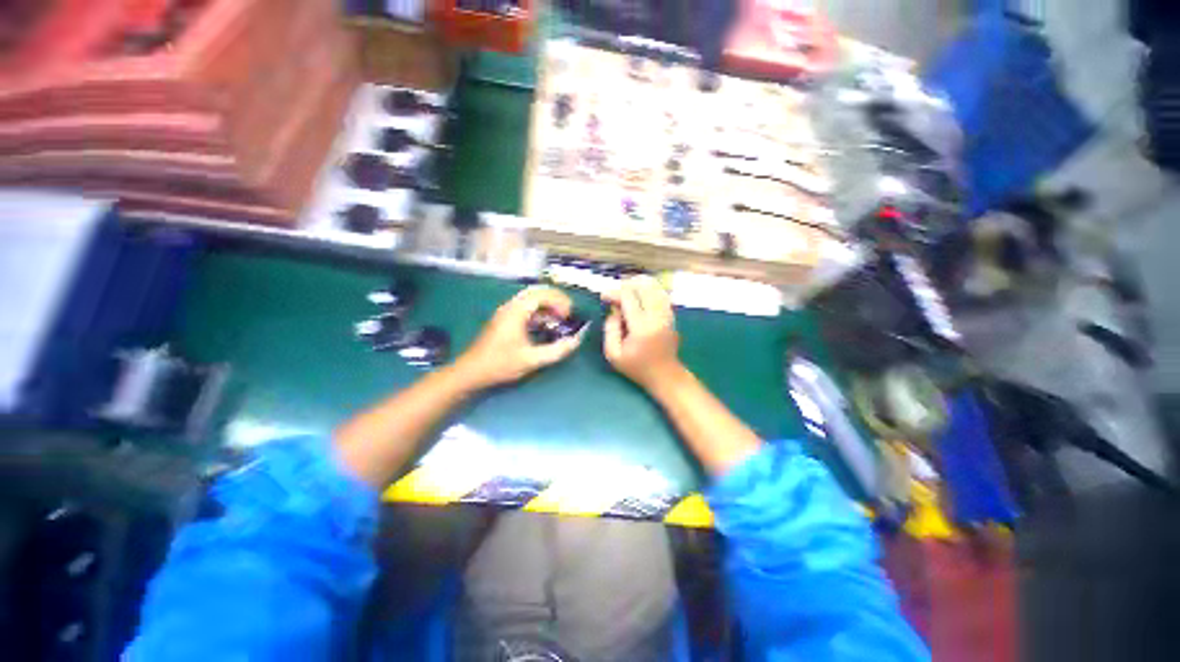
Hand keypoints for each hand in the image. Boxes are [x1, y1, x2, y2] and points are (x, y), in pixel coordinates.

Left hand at [453, 286, 585, 388]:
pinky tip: (545, 326)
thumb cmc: (500, 364)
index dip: (559, 301)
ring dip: (547, 305)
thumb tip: (576, 340)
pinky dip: (539, 312)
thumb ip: (556, 350)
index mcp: (516, 311)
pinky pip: (525, 308)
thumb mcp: (532, 360)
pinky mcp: (504, 320)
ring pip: (530, 299)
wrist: (471, 371)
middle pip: (537, 292)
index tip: (568, 315)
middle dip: (555, 300)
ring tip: (559, 319)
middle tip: (567, 313)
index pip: (542, 294)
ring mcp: (506, 312)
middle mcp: (510, 306)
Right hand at [603, 276, 684, 390]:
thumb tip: (613, 309)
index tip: (603, 296)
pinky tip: (640, 294)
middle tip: (615, 292)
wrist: (665, 375)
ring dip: (639, 284)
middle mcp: (657, 316)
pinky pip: (662, 294)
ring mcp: (667, 314)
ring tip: (626, 290)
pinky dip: (650, 289)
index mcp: (641, 327)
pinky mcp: (671, 315)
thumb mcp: (614, 354)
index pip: (628, 297)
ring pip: (655, 287)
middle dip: (626, 284)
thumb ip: (610, 329)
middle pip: (644, 286)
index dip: (614, 292)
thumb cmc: (637, 367)